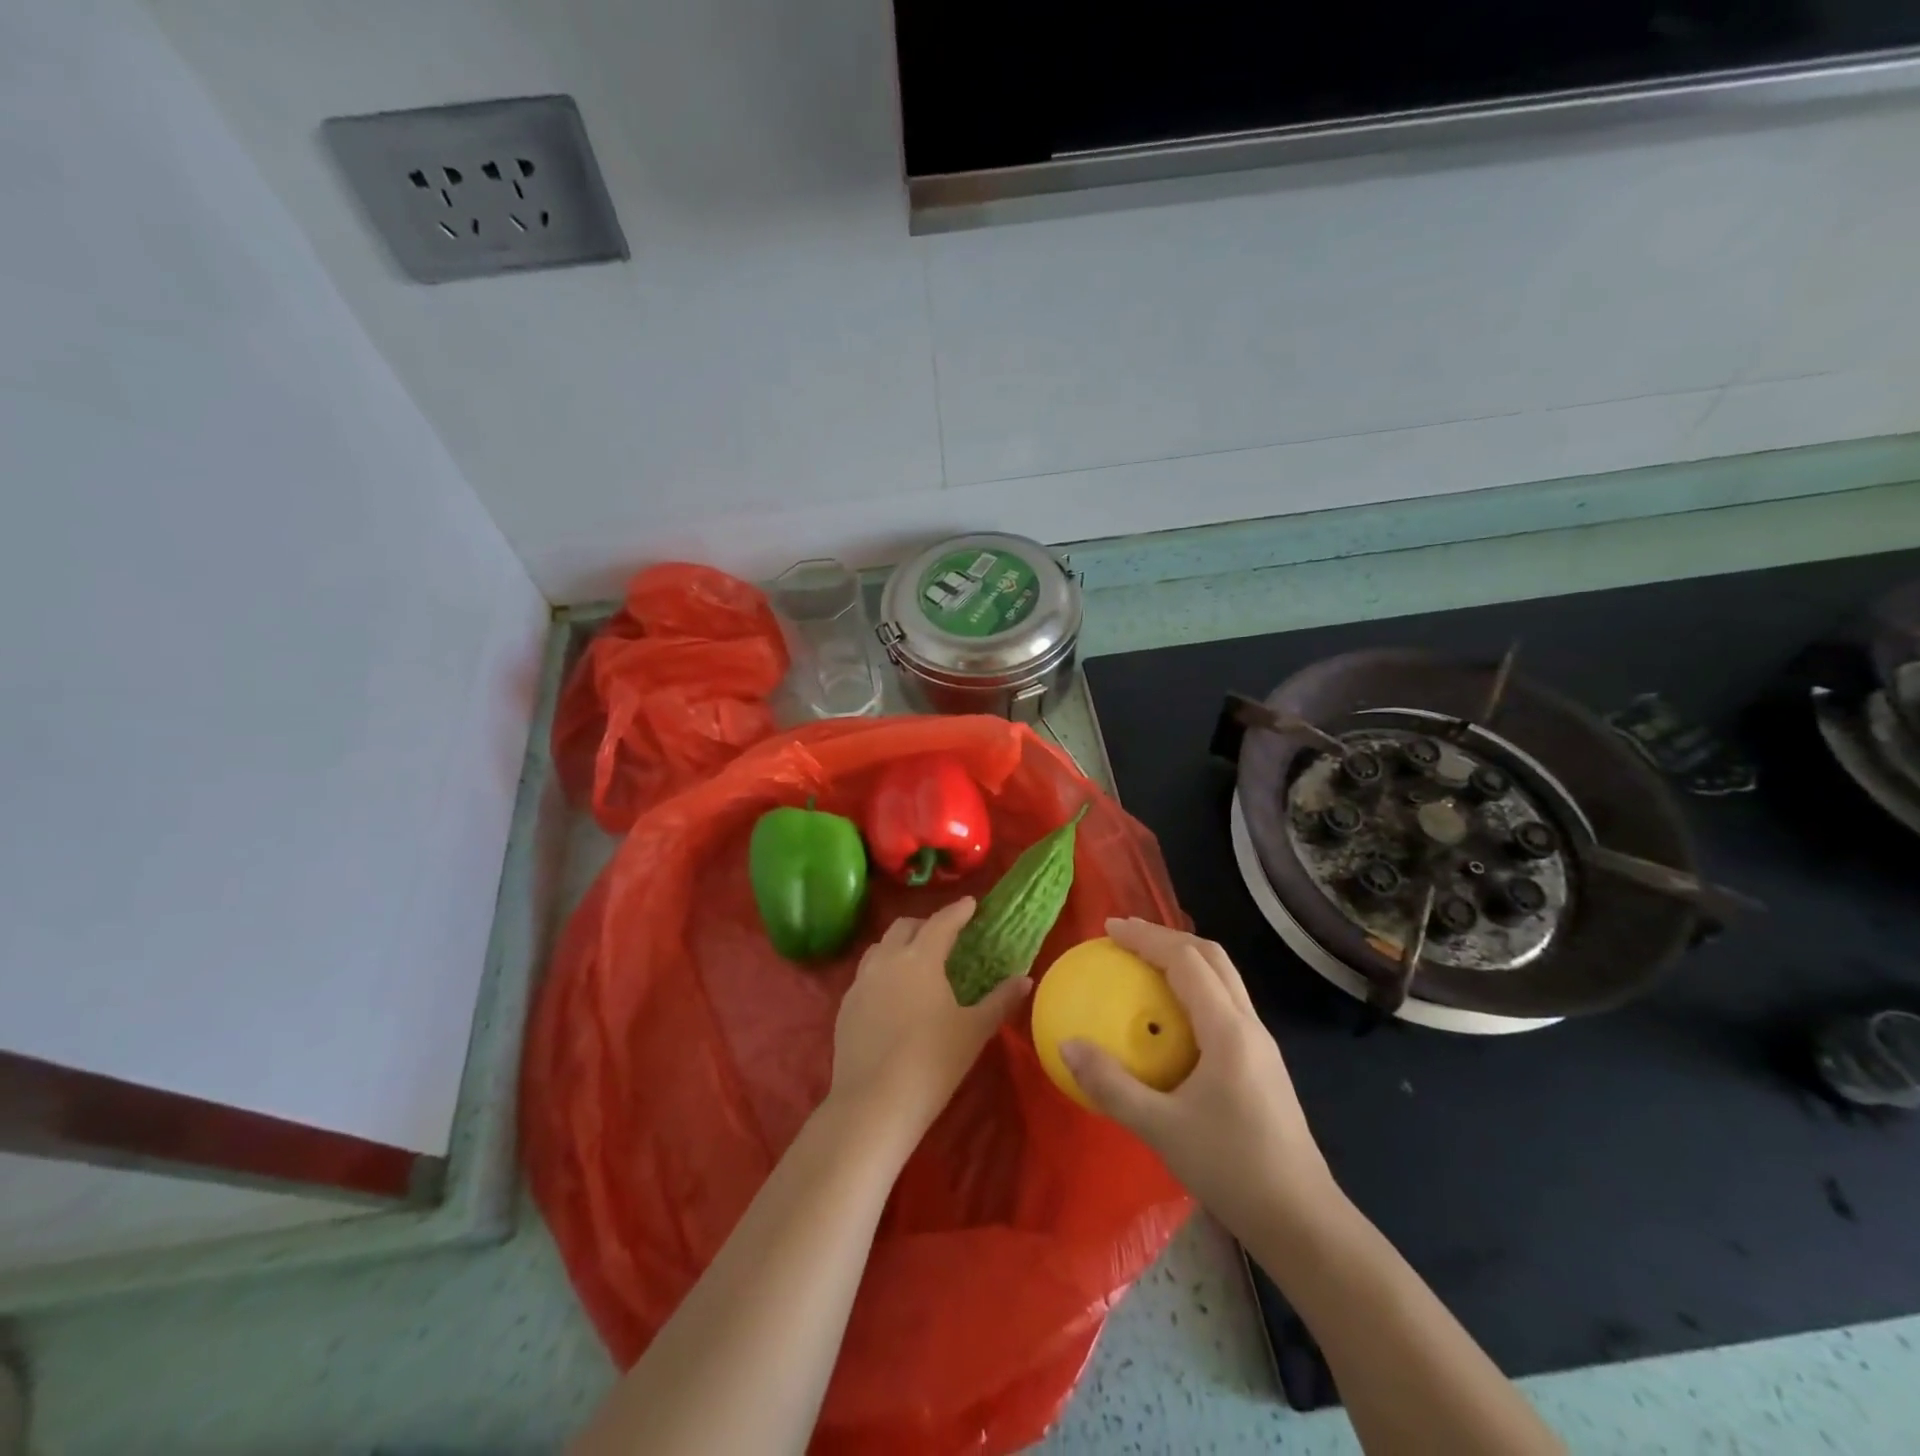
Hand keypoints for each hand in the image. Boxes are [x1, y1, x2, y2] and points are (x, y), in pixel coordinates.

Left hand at [827, 897, 1029, 1145]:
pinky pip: (865, 975)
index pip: (941, 923)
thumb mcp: (974, 1030)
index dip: (957, 911)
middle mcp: (887, 960)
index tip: (970, 904)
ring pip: (880, 948)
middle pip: (904, 927)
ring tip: (915, 960)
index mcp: (920, 958)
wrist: (874, 1104)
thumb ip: (1000, 1000)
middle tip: (944, 935)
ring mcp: (861, 982)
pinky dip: (882, 971)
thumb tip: (1024, 979)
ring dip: (899, 945)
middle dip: (925, 924)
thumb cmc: (932, 1062)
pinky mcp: (845, 1006)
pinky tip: (892, 995)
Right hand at [1061, 918, 1335, 1228]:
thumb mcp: (1160, 1130)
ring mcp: (1260, 1045)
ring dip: (1184, 960)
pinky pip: (1224, 1005)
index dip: (1147, 937)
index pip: (1186, 961)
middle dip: (1168, 937)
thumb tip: (1067, 1046)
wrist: (1303, 1223)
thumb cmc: (1232, 1170)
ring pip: (1223, 979)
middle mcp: (1249, 1025)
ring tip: (1144, 965)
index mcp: (1228, 1030)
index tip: (1110, 928)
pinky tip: (1170, 1018)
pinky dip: (1194, 989)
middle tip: (1126, 937)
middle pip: (1212, 957)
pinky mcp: (1262, 1064)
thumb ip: (1111, 1086)